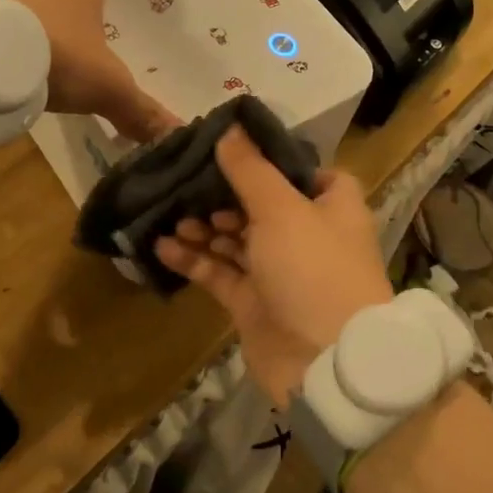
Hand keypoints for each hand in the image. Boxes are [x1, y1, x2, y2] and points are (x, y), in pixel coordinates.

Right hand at [155, 127, 393, 407]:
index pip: (304, 172)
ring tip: (172, 214)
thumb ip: (251, 170)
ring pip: (236, 239)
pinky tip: (161, 245)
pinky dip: (194, 259)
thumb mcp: (282, 209)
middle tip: (186, 181)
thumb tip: (229, 128)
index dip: (272, 160)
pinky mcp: (253, 302)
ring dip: (204, 226)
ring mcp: (279, 270)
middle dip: (223, 194)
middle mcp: (307, 234)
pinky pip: (219, 272)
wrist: (325, 363)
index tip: (232, 147)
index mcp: (330, 206)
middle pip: (261, 204)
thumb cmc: (313, 269)